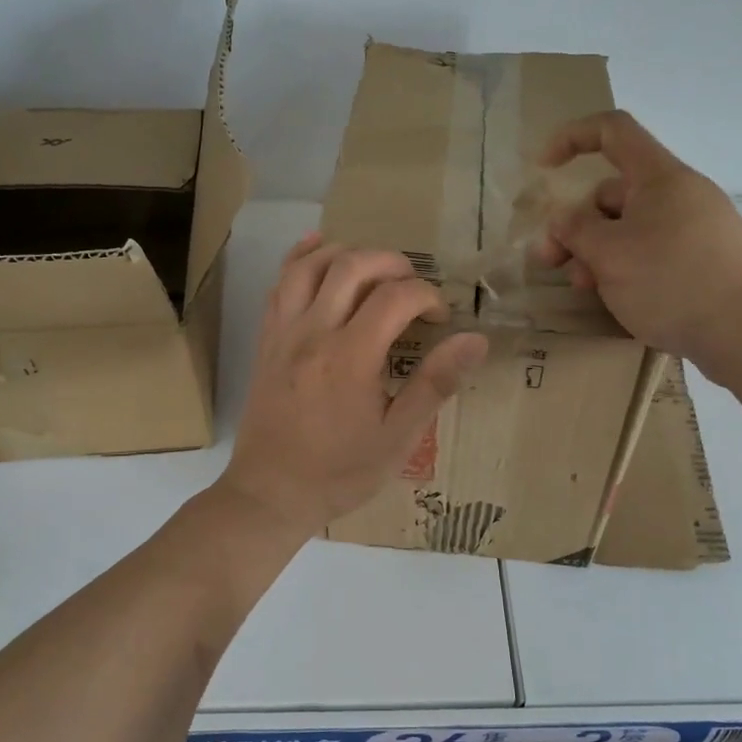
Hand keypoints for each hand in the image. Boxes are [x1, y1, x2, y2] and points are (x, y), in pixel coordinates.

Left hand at [220, 234, 487, 538]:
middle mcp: (314, 332)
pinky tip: (317, 247)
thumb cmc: (339, 472)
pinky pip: (279, 284)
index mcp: (351, 357)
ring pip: (310, 265)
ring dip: (347, 253)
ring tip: (374, 266)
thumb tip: (475, 340)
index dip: (426, 296)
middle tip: (413, 285)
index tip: (439, 317)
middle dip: (392, 262)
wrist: (270, 494)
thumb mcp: (398, 439)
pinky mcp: (266, 340)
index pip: (395, 297)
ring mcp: (283, 332)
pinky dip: (301, 258)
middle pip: (352, 266)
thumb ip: (435, 384)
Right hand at [536, 110, 741, 380]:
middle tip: (550, 262)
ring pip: (629, 229)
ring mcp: (695, 231)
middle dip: (576, 223)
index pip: (613, 131)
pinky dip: (624, 268)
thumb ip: (575, 230)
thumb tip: (563, 220)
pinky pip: (651, 253)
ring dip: (596, 253)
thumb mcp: (610, 254)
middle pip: (614, 193)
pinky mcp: (704, 263)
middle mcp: (679, 195)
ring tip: (583, 288)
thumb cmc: (674, 282)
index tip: (543, 169)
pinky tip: (614, 299)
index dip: (572, 138)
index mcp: (660, 177)